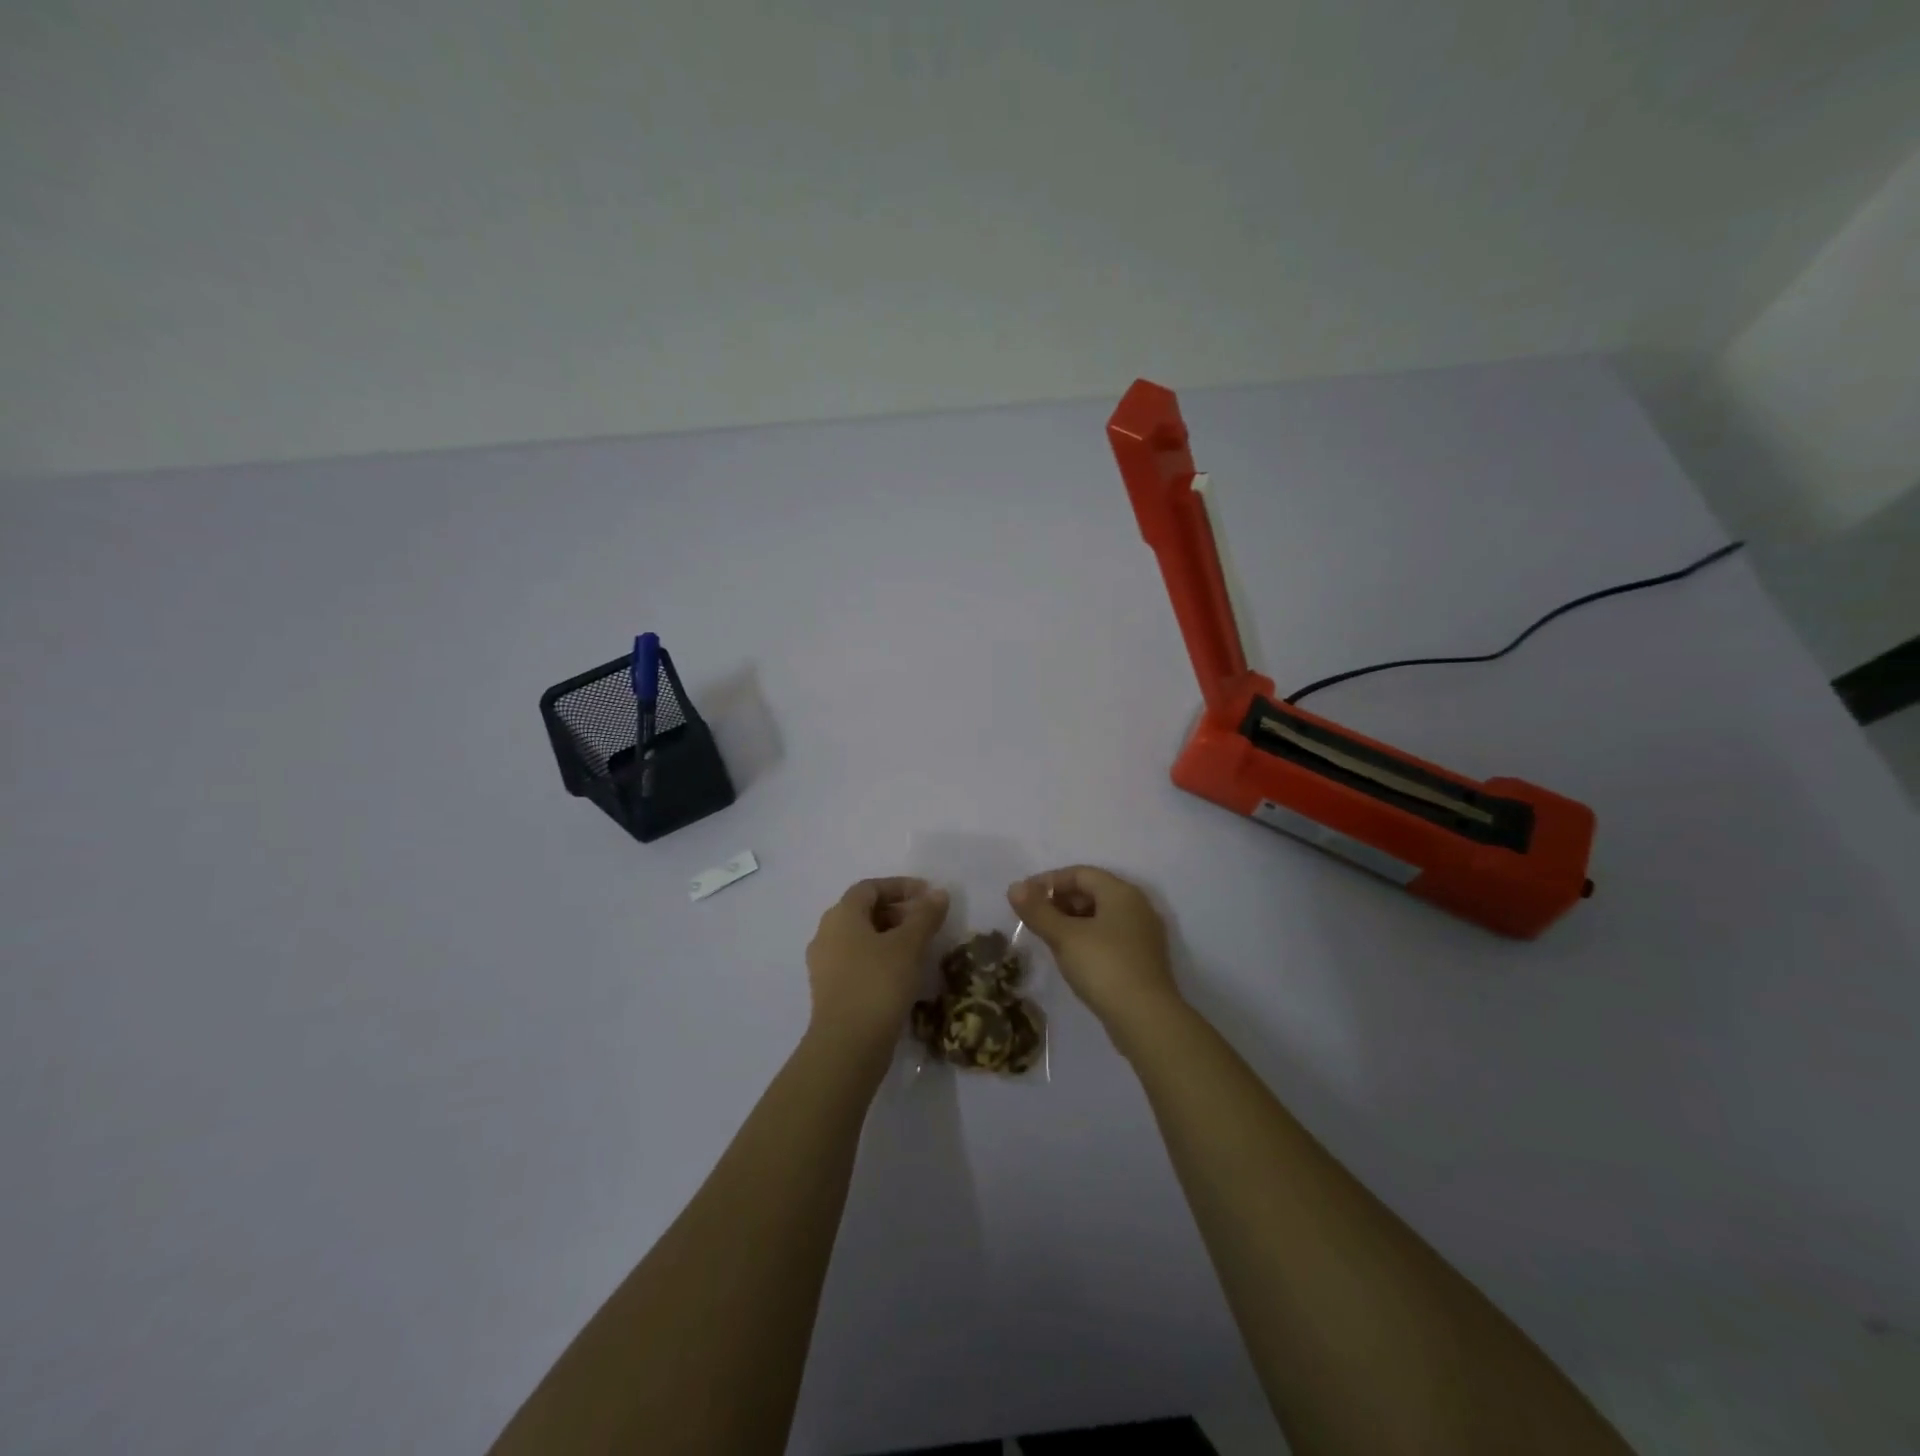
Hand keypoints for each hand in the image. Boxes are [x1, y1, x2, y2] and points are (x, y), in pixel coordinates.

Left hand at [805, 878, 949, 1063]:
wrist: (847, 1046)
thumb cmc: (878, 984)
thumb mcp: (909, 945)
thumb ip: (925, 916)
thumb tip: (938, 893)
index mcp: (841, 915)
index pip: (870, 887)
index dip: (901, 886)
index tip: (928, 896)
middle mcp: (826, 934)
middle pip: (863, 911)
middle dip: (897, 912)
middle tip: (927, 923)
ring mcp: (824, 964)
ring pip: (860, 938)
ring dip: (890, 937)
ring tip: (919, 949)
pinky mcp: (830, 990)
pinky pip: (857, 962)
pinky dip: (880, 959)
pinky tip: (902, 974)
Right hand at [1008, 865, 1181, 1031]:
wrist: (1146, 1019)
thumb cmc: (1104, 967)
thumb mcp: (1064, 937)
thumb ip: (1038, 911)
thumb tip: (1014, 887)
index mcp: (1121, 892)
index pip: (1080, 873)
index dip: (1049, 881)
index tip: (1024, 898)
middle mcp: (1137, 906)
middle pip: (1092, 891)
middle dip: (1060, 901)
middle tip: (1034, 918)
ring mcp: (1143, 934)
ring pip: (1101, 915)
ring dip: (1072, 921)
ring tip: (1048, 937)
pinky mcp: (1142, 959)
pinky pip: (1109, 936)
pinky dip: (1087, 938)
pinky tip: (1071, 956)